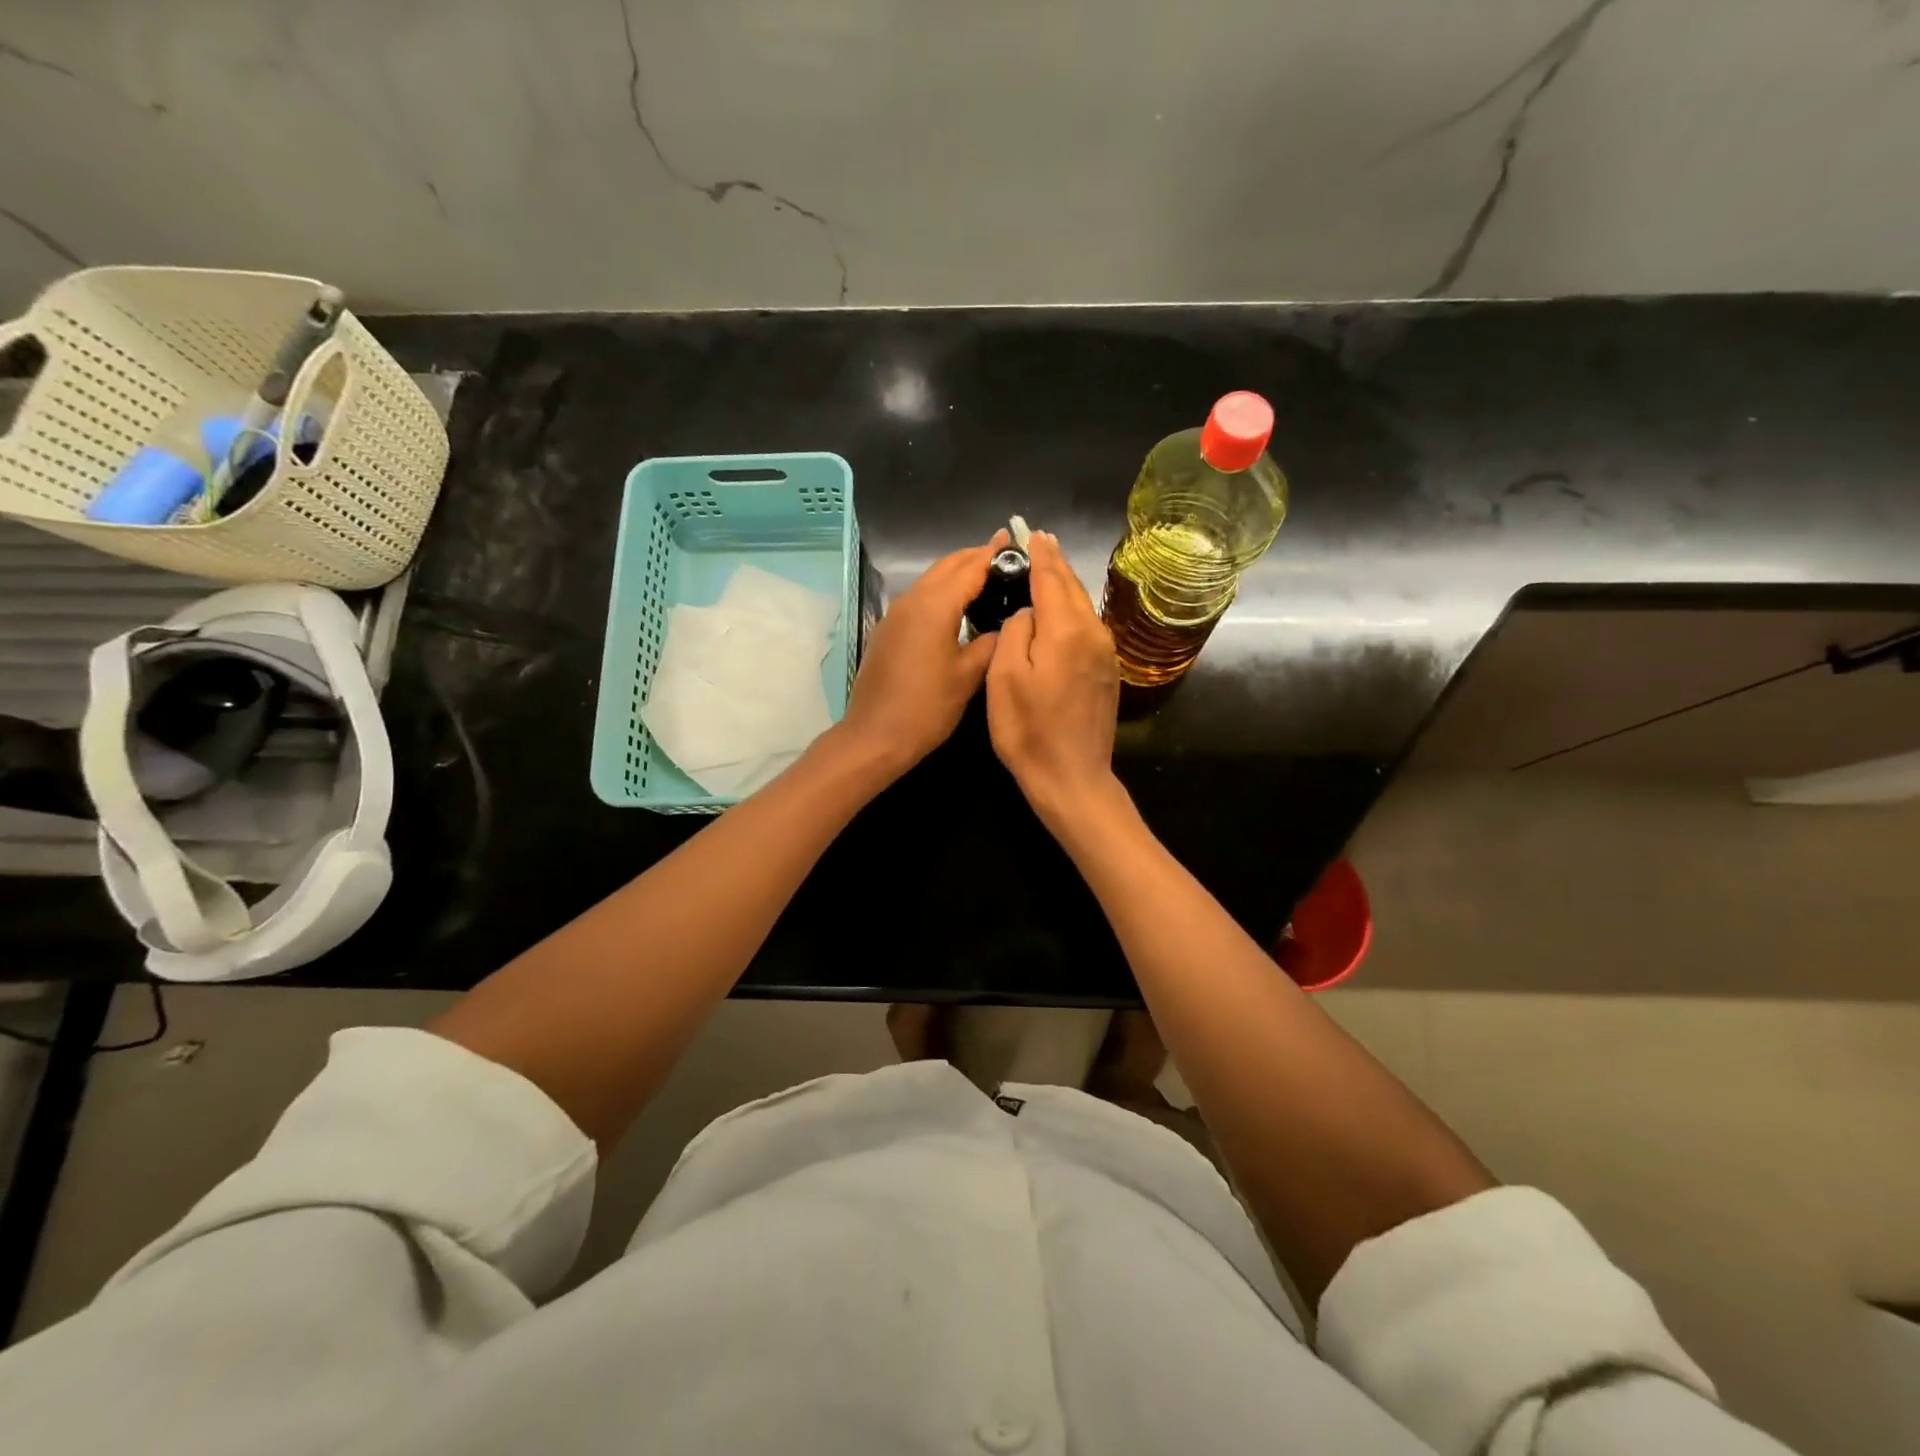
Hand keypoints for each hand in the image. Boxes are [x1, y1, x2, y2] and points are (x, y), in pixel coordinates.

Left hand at [837, 531, 1006, 776]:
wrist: (875, 736)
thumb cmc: (927, 708)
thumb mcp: (968, 676)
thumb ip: (990, 643)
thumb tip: (1006, 624)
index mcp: (935, 606)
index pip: (969, 567)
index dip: (993, 553)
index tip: (1014, 540)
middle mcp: (912, 601)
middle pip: (946, 566)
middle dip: (974, 556)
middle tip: (1004, 554)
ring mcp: (895, 615)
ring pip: (930, 581)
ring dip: (956, 573)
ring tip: (985, 576)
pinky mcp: (887, 631)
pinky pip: (918, 599)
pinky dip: (940, 592)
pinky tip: (956, 606)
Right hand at [986, 531, 1121, 827]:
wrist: (1072, 778)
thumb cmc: (1029, 730)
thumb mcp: (1005, 678)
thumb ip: (1016, 632)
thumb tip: (1028, 612)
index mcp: (1066, 630)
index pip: (1051, 578)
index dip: (1039, 554)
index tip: (1030, 531)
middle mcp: (1093, 634)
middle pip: (1071, 588)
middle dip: (1054, 562)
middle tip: (1040, 539)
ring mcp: (1105, 654)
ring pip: (1082, 607)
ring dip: (1064, 585)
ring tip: (1049, 566)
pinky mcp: (1107, 672)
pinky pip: (1087, 628)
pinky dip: (1072, 610)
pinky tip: (1062, 610)